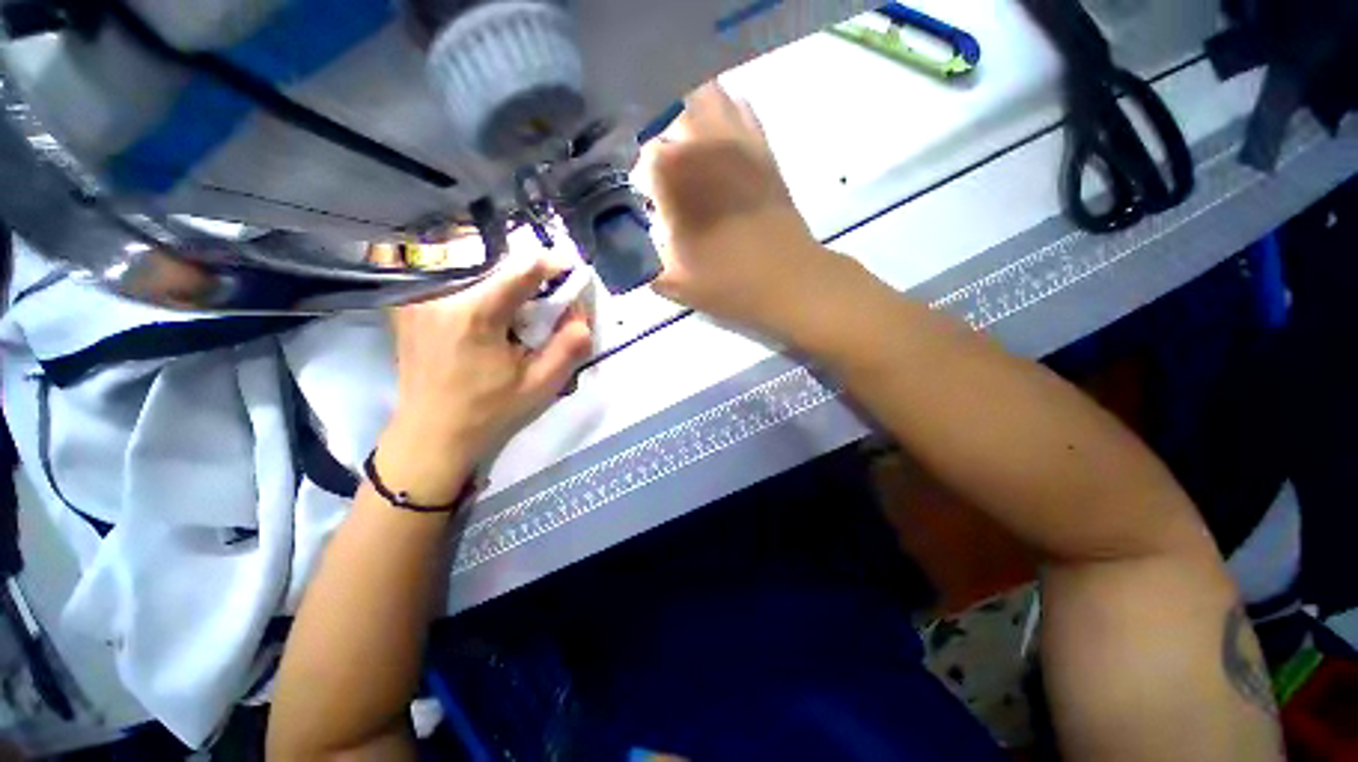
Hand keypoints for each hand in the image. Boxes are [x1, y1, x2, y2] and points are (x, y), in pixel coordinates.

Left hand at [379, 253, 591, 500]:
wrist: (431, 435)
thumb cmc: (489, 412)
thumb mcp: (541, 384)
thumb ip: (570, 346)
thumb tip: (582, 314)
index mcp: (474, 313)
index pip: (522, 269)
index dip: (552, 264)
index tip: (570, 269)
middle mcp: (438, 293)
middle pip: (495, 261)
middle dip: (527, 271)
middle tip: (545, 292)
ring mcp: (415, 297)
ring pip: (469, 263)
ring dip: (500, 274)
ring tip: (518, 299)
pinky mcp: (406, 305)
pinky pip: (447, 277)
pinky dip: (475, 281)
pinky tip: (487, 304)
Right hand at [636, 82, 831, 330]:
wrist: (785, 280)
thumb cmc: (725, 283)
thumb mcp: (670, 281)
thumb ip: (641, 260)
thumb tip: (628, 242)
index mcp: (671, 172)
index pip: (638, 151)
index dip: (635, 171)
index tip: (640, 192)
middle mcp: (700, 141)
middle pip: (666, 108)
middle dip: (657, 133)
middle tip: (658, 164)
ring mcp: (736, 138)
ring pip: (704, 94)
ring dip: (687, 112)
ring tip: (684, 142)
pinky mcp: (762, 147)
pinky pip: (739, 109)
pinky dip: (723, 114)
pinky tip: (717, 141)